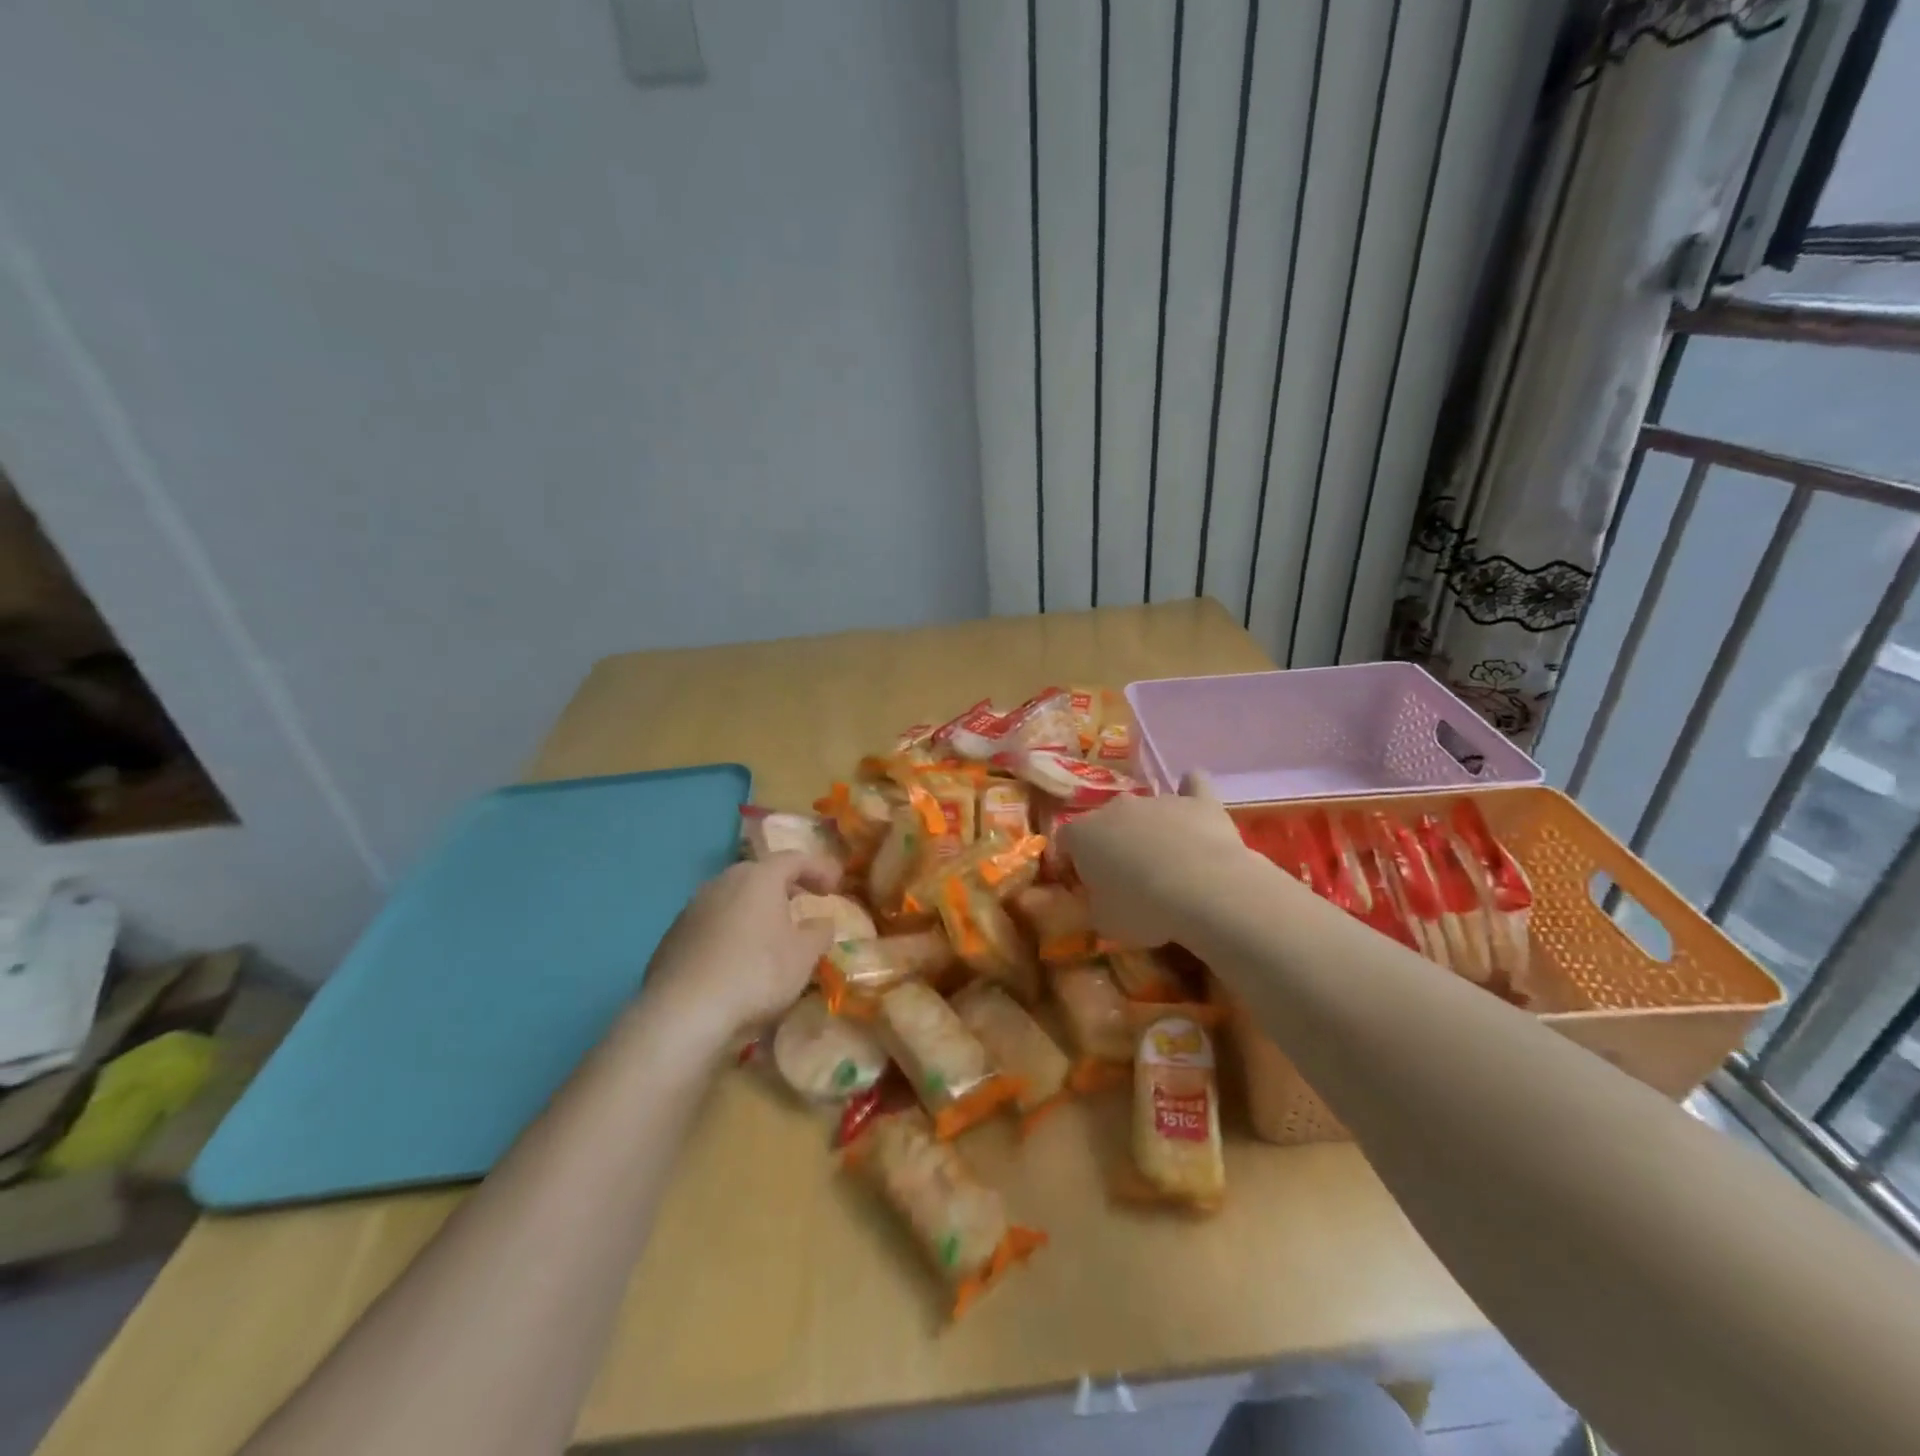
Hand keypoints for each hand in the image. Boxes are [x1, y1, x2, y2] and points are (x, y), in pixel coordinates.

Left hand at [638, 852, 843, 1047]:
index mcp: (759, 877)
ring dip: (755, 909)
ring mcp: (693, 907)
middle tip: (802, 904)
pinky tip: (737, 959)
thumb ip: (819, 933)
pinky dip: (731, 931)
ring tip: (770, 934)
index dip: (818, 869)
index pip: (794, 859)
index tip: (835, 887)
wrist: (684, 1011)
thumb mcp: (804, 956)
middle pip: (760, 874)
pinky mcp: (673, 935)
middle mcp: (723, 882)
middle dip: (784, 887)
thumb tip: (822, 922)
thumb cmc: (756, 973)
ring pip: (733, 898)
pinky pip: (712, 923)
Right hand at [1061, 773, 1252, 947]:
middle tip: (1124, 878)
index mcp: (1082, 833)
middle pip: (1105, 822)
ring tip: (1166, 865)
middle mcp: (1116, 807)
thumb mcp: (1102, 921)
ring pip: (1146, 810)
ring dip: (1148, 830)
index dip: (1071, 864)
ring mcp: (1158, 800)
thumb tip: (1097, 897)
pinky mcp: (1198, 802)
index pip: (1064, 842)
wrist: (1206, 892)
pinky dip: (1190, 793)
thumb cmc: (1142, 908)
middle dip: (1110, 845)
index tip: (1082, 887)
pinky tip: (1193, 806)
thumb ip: (1092, 903)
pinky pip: (1192, 786)